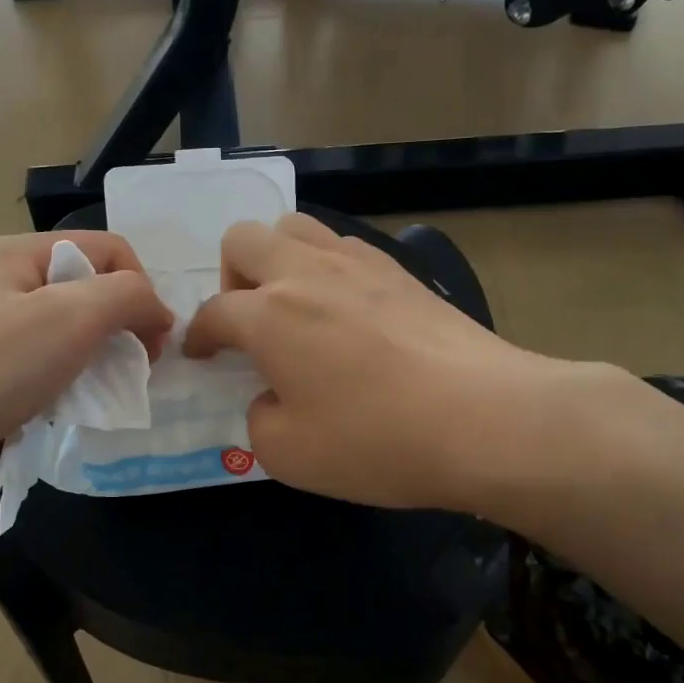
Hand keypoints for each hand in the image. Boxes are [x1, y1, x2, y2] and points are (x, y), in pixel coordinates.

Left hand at [0, 232, 173, 515]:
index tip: (154, 342)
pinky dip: (65, 387)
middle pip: (88, 292)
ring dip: (96, 362)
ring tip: (101, 395)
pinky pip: (43, 370)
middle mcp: (4, 284)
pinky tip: (65, 411)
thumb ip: (128, 297)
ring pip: (68, 336)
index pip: (108, 249)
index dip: (141, 288)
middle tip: (134, 372)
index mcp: (20, 254)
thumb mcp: (73, 316)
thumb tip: (158, 310)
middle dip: (121, 328)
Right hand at [183, 214, 597, 511]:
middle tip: (248, 322)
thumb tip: (270, 396)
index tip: (200, 356)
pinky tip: (344, 309)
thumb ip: (258, 419)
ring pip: (295, 227)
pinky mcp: (400, 270)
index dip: (197, 336)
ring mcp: (358, 264)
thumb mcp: (288, 455)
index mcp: (269, 315)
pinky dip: (325, 266)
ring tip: (293, 305)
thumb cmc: (376, 441)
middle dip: (230, 277)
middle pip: (243, 239)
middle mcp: (306, 274)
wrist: (485, 419)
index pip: (213, 312)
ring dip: (277, 259)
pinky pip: (344, 245)